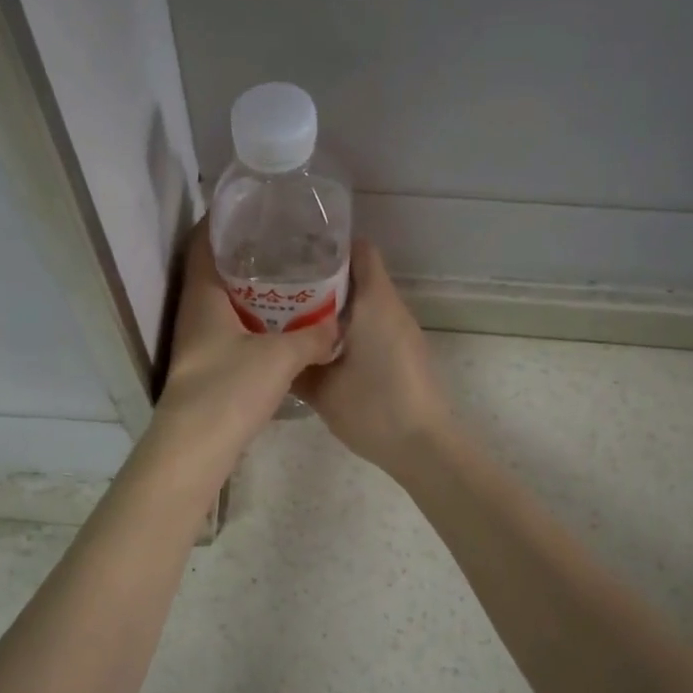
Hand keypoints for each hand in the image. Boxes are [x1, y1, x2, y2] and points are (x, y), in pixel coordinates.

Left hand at [154, 218, 339, 468]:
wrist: (197, 445)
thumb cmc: (230, 388)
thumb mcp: (280, 357)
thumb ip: (313, 337)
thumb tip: (337, 327)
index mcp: (202, 296)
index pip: (204, 242)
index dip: (223, 219)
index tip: (253, 205)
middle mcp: (194, 311)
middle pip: (214, 269)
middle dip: (244, 252)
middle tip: (282, 238)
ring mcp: (198, 339)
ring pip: (223, 300)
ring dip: (250, 287)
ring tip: (288, 275)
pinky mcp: (208, 363)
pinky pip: (230, 326)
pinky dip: (252, 317)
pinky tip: (280, 322)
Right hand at [293, 240, 452, 475]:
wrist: (423, 446)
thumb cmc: (373, 408)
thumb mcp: (321, 388)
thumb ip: (295, 363)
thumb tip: (269, 349)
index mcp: (373, 303)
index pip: (358, 250)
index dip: (328, 246)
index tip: (295, 253)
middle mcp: (391, 307)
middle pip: (358, 273)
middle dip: (322, 275)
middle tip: (282, 285)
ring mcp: (401, 329)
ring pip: (364, 300)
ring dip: (334, 302)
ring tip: (294, 313)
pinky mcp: (404, 350)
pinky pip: (372, 321)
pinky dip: (348, 323)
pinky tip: (320, 343)